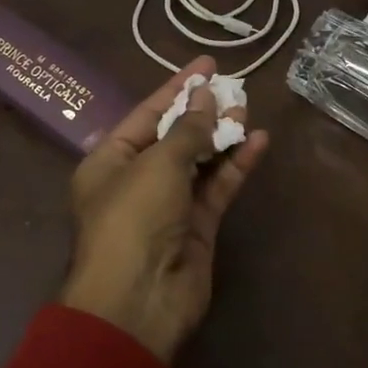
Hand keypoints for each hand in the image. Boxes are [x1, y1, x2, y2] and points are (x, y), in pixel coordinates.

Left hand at [64, 56, 269, 362]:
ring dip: (223, 135)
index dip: (177, 87)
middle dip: (203, 110)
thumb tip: (208, 98)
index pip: (147, 113)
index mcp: (109, 161)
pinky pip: (218, 187)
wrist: (139, 303)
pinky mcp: (197, 227)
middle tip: (234, 85)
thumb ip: (187, 130)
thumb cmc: (134, 219)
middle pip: (175, 135)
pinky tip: (258, 141)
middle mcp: (137, 179)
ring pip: (200, 160)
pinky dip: (236, 165)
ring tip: (249, 107)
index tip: (207, 65)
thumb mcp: (157, 164)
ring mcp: (169, 204)